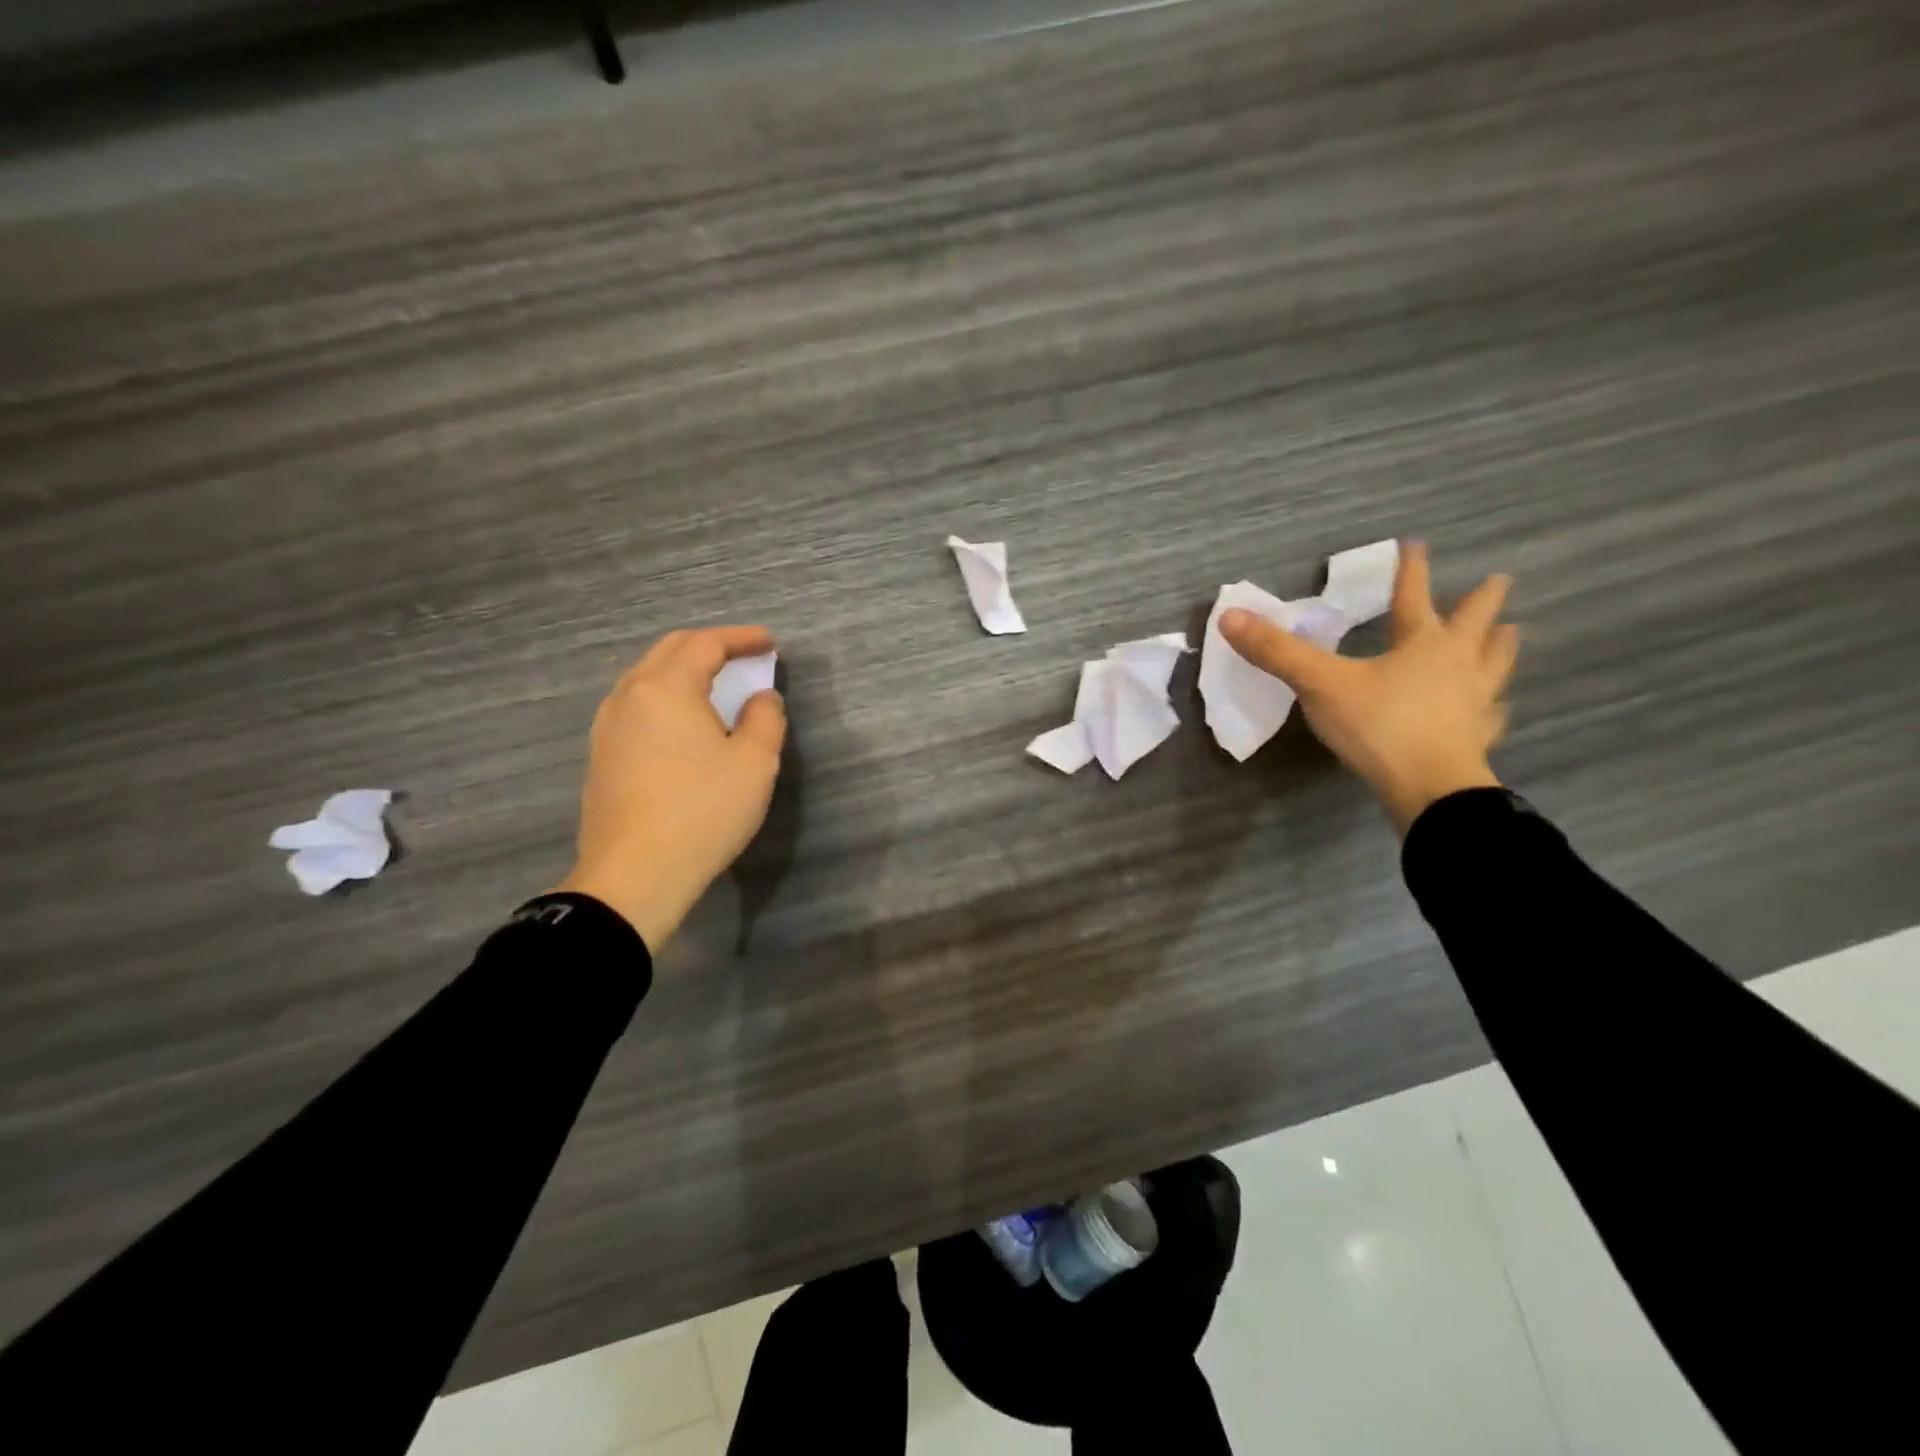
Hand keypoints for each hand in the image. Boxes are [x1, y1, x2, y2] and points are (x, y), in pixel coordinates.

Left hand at [556, 626, 785, 950]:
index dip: (741, 638)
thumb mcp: (755, 763)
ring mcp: (607, 726)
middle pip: (669, 651)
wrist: (634, 875)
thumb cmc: (702, 812)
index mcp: (667, 688)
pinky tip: (681, 721)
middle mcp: (629, 696)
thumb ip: (765, 719)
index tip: (769, 643)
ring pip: (646, 677)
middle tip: (744, 656)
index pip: (705, 644)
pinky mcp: (601, 755)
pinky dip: (664, 697)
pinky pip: (635, 706)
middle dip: (709, 646)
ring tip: (714, 684)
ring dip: (683, 670)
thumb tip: (761, 698)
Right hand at [1219, 543, 1516, 833]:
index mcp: (1424, 643)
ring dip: (1502, 645)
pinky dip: (1494, 705)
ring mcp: (1475, 700)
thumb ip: (1277, 652)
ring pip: (1497, 664)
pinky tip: (1494, 707)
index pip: (1414, 596)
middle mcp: (1458, 663)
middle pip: (1477, 623)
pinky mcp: (1478, 737)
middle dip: (1484, 601)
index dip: (1411, 570)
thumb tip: (1229, 616)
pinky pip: (1492, 713)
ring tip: (1511, 632)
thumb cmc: (1379, 726)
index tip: (1418, 543)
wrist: (1430, 790)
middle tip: (1499, 580)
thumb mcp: (1319, 684)